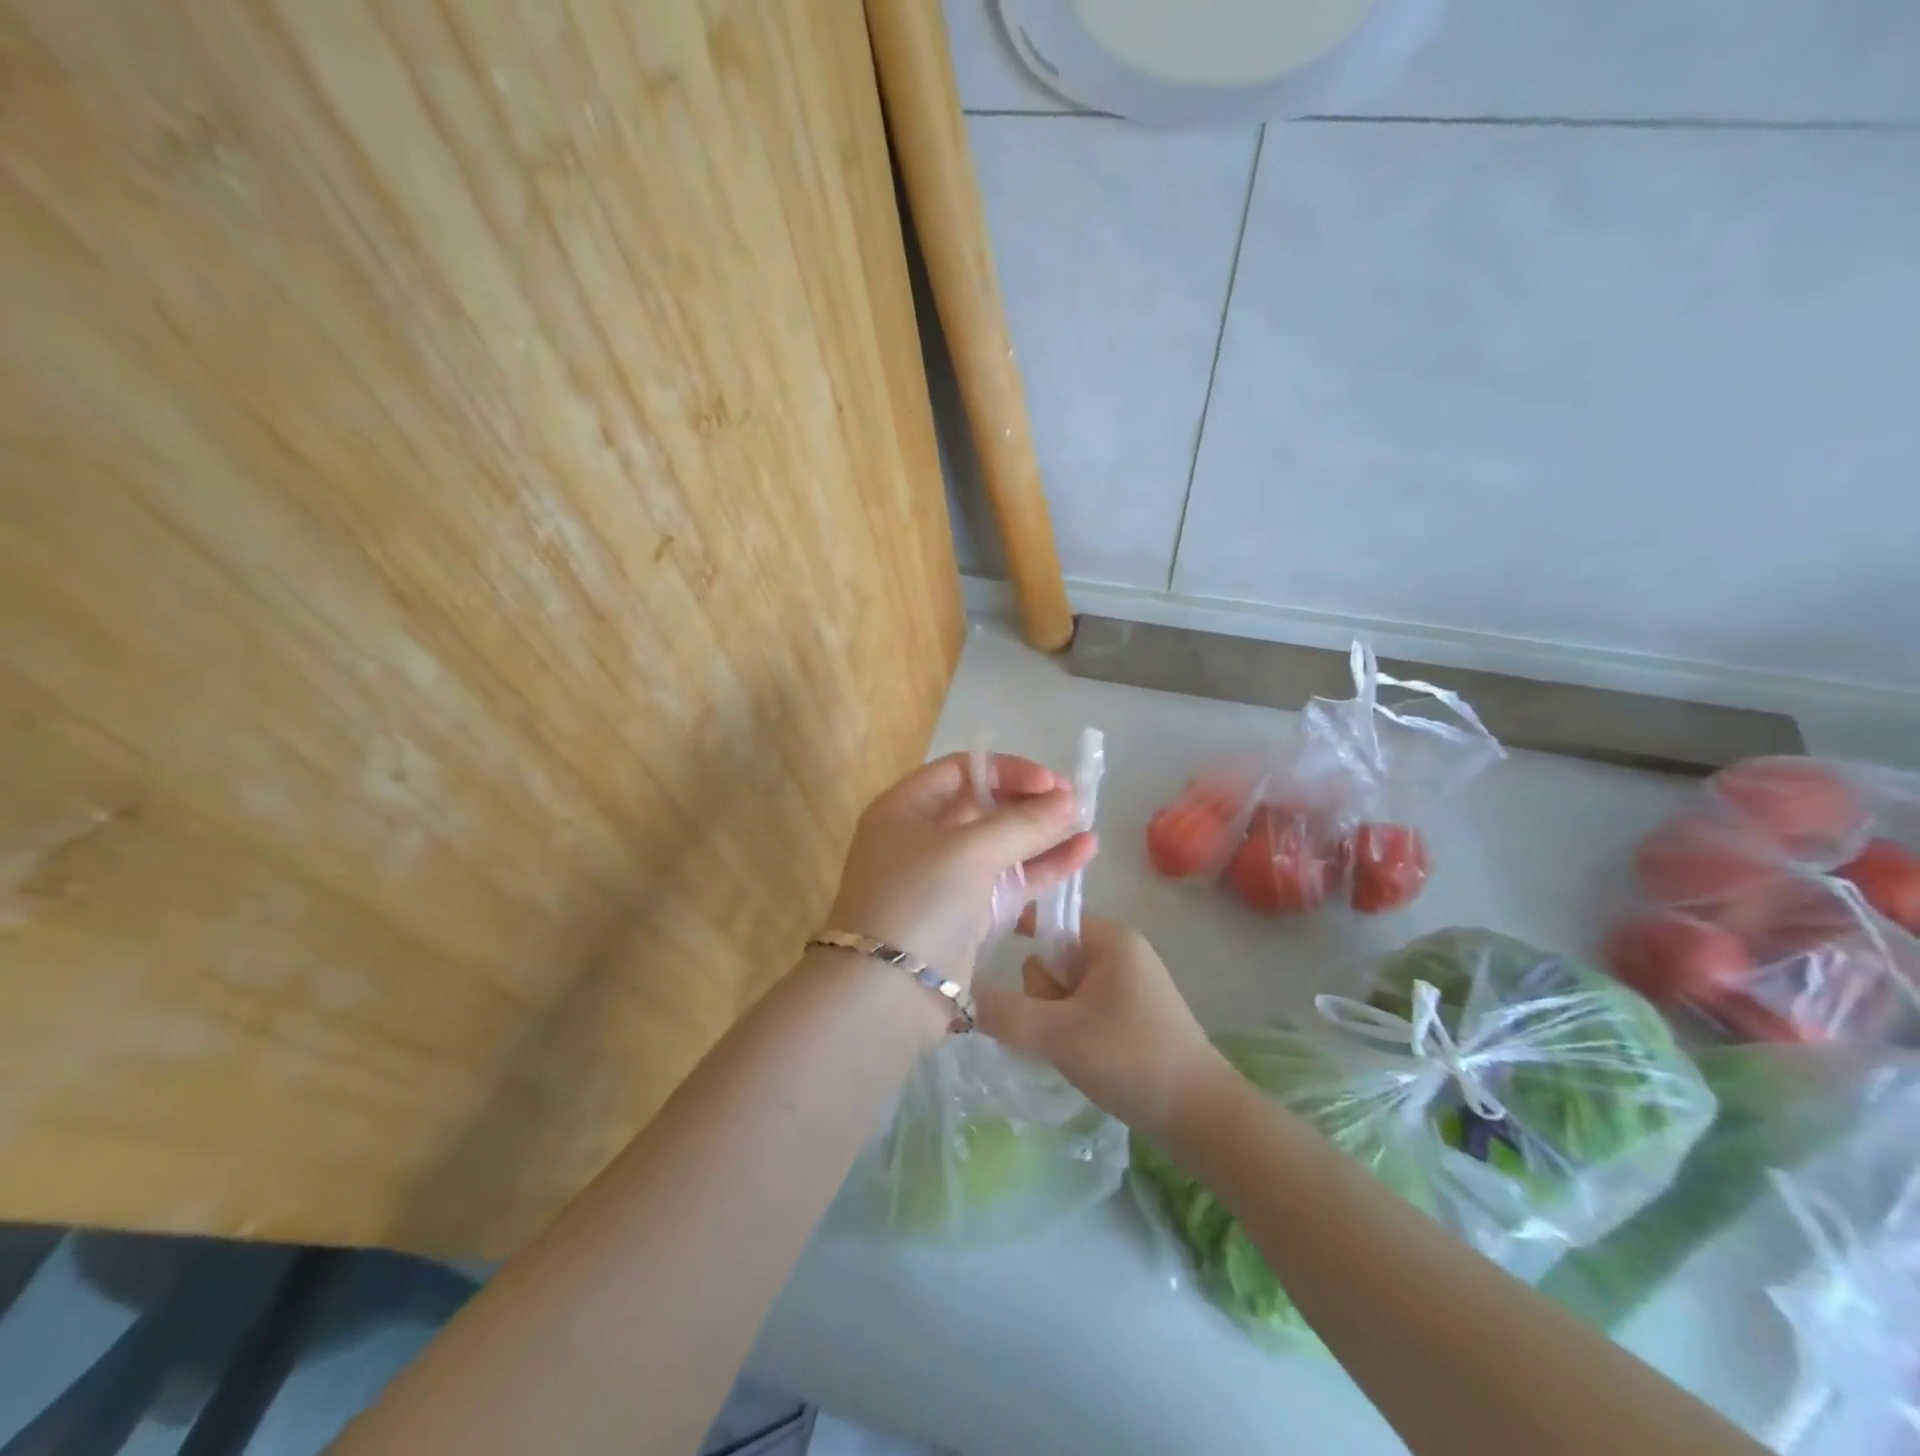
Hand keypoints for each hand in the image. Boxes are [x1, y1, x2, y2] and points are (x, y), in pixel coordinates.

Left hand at [826, 752, 1097, 986]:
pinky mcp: (966, 915)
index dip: (1008, 771)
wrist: (887, 992)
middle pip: (984, 807)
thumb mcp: (969, 850)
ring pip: (1001, 846)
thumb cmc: (920, 899)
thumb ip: (1023, 823)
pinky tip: (1083, 855)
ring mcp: (945, 878)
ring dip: (1043, 835)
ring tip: (1089, 827)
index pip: (962, 770)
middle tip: (1075, 803)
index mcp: (906, 808)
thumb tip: (1068, 800)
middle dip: (1030, 803)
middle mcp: (922, 837)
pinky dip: (1042, 868)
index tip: (1051, 782)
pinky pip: (1009, 881)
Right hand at [976, 917, 1226, 1142]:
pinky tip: (1079, 1056)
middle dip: (1043, 994)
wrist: (1201, 1117)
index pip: (1049, 919)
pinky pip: (1081, 1007)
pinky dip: (1070, 1028)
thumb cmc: (1131, 1059)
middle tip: (1057, 1028)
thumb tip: (956, 993)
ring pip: (1064, 988)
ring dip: (1054, 1017)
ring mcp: (1127, 984)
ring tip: (1071, 1048)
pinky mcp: (1130, 1014)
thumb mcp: (1058, 1034)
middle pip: (1053, 957)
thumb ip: (1004, 1012)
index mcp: (1110, 939)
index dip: (1020, 939)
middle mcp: (1120, 952)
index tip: (992, 963)